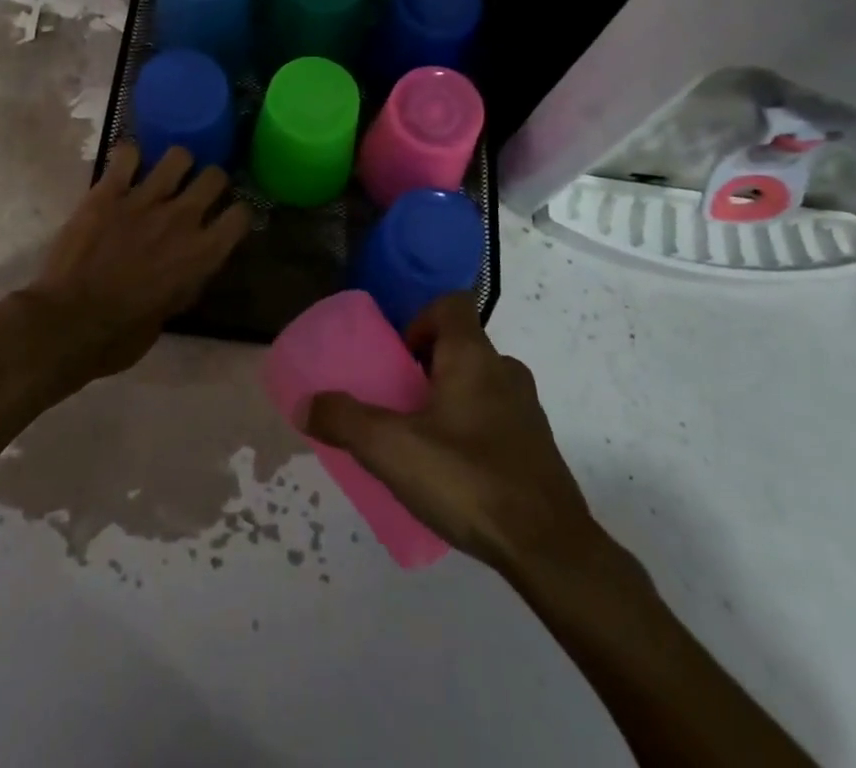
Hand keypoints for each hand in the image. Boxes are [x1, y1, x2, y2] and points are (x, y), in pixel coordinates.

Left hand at [22, 143, 251, 382]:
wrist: (67, 324)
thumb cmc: (120, 335)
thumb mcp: (170, 313)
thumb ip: (185, 280)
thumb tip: (187, 265)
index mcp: (202, 254)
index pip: (241, 215)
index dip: (236, 214)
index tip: (226, 218)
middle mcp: (181, 219)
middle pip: (215, 176)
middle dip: (211, 181)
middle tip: (197, 191)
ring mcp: (144, 200)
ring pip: (178, 155)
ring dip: (175, 164)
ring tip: (164, 175)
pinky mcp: (108, 192)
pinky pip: (127, 154)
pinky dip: (128, 159)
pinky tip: (124, 170)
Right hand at [305, 292, 604, 576]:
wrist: (550, 550)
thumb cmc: (467, 479)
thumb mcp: (390, 449)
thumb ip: (344, 420)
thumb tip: (305, 403)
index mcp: (473, 357)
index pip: (451, 304)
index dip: (421, 319)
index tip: (399, 357)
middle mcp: (505, 372)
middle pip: (461, 346)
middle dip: (426, 366)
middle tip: (399, 403)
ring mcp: (527, 412)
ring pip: (480, 384)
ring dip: (450, 399)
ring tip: (422, 441)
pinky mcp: (538, 450)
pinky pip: (497, 420)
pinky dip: (473, 431)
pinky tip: (454, 474)